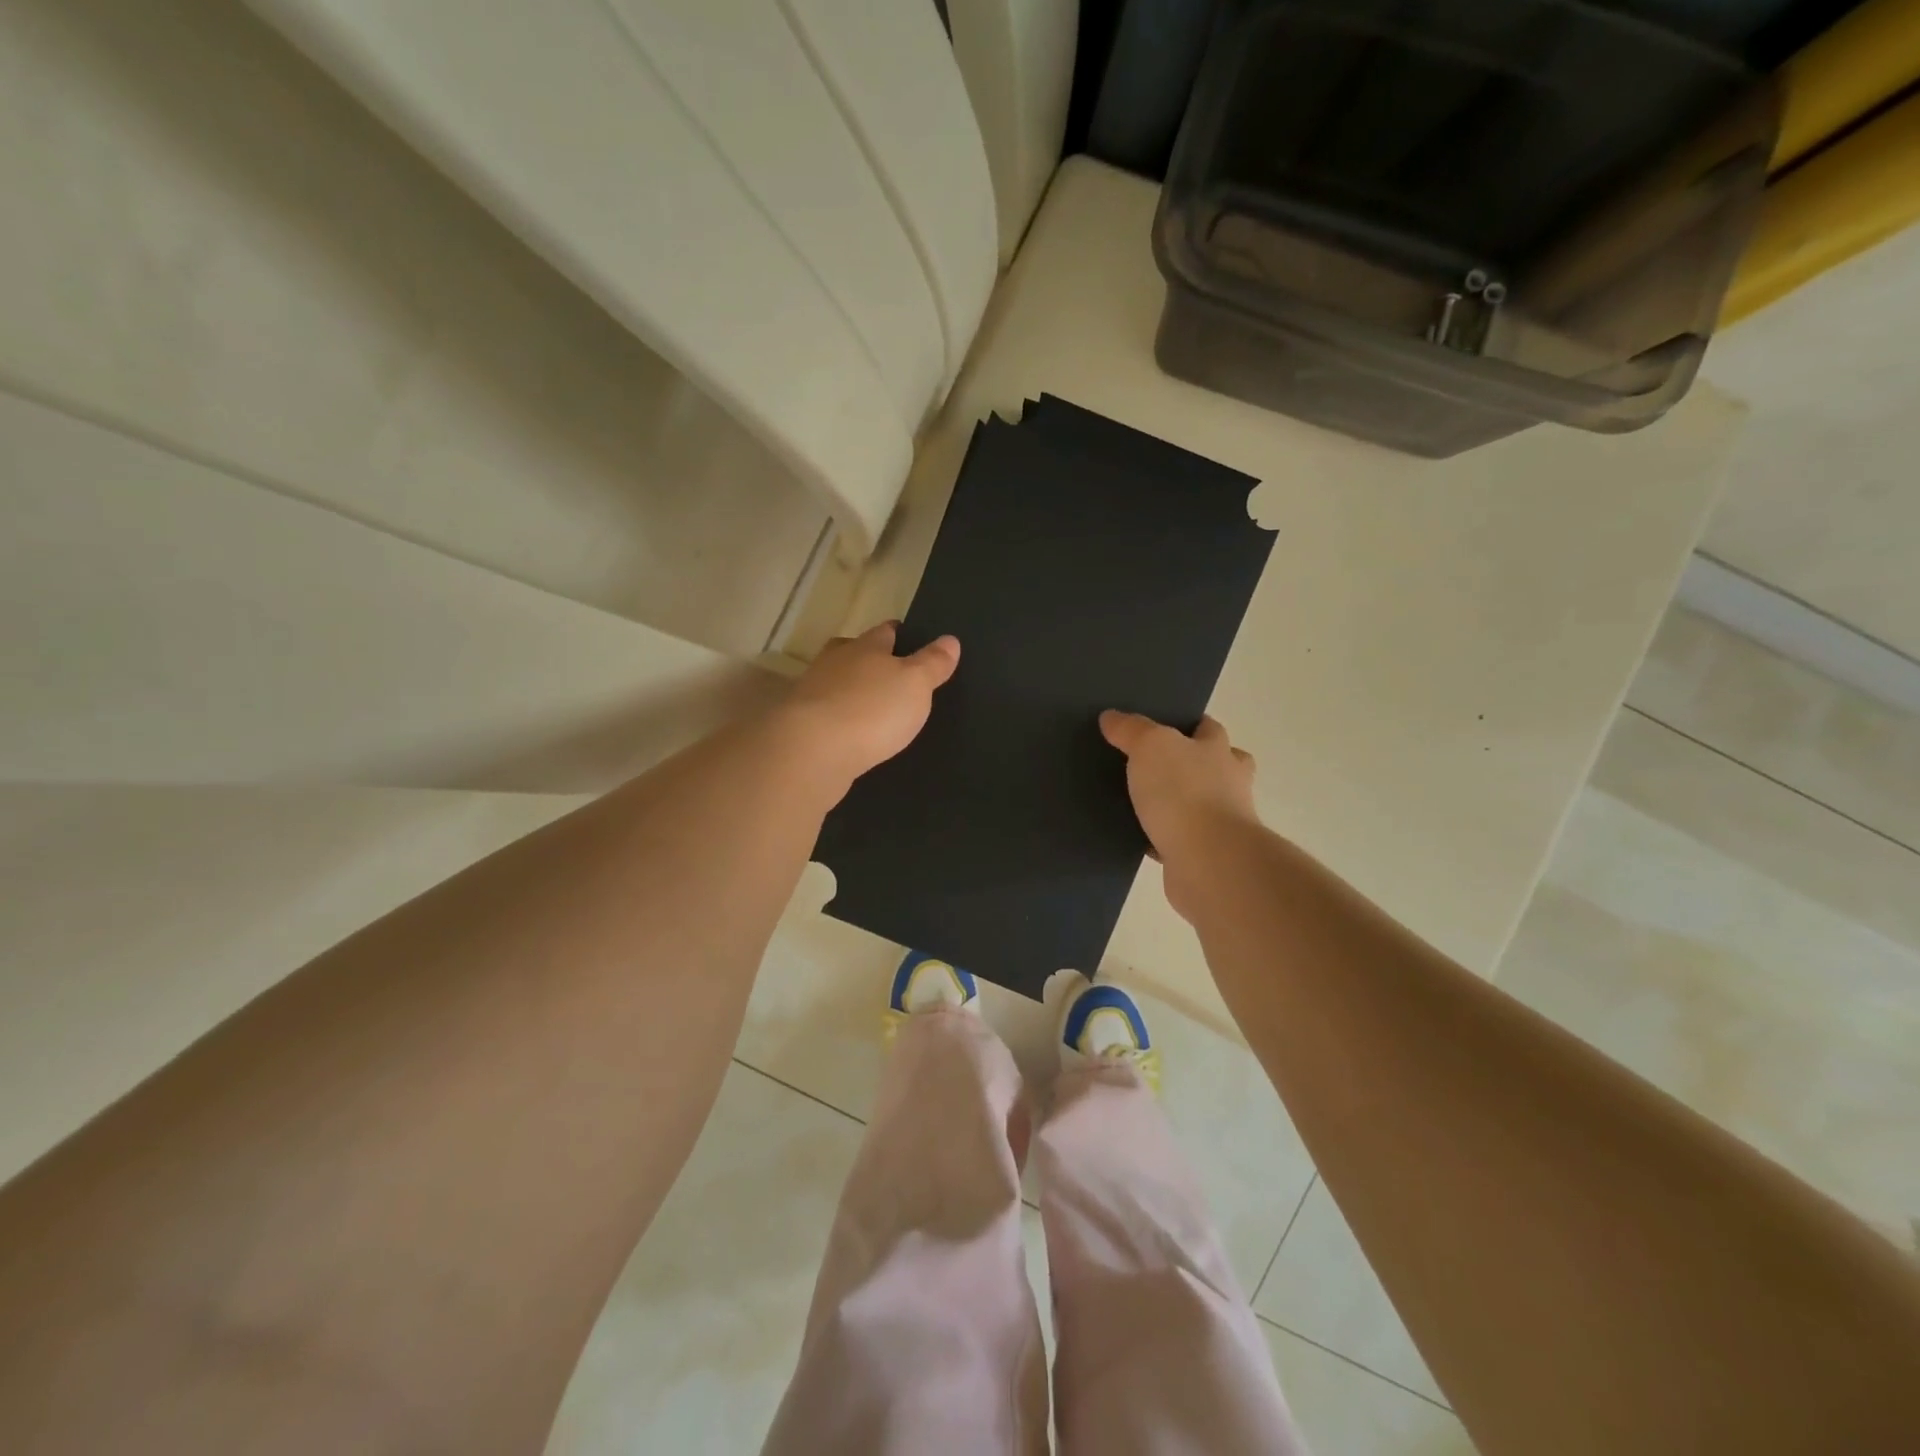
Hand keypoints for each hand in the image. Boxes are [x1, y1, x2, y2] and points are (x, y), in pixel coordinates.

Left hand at [777, 623, 960, 791]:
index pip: (884, 632)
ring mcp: (812, 694)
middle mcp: (834, 663)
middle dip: (868, 659)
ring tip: (871, 707)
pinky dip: (839, 720)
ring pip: (836, 684)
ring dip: (851, 692)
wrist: (812, 751)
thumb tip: (950, 640)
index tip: (908, 637)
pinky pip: (827, 715)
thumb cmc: (871, 709)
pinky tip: (851, 734)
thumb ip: (932, 663)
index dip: (898, 634)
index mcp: (865, 647)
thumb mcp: (915, 684)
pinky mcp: (801, 725)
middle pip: (853, 653)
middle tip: (888, 672)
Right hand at [1100, 711, 1259, 921]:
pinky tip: (1134, 836)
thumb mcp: (1151, 746)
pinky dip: (1159, 838)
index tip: (1163, 725)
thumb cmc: (1185, 792)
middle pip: (1215, 768)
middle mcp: (1226, 785)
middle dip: (1192, 765)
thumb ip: (1131, 729)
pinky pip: (1176, 840)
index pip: (1210, 729)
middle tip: (1154, 764)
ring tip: (1136, 800)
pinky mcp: (1201, 855)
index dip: (1190, 724)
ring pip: (1195, 805)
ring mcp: (1218, 823)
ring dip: (1175, 804)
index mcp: (1218, 752)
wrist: (1208, 861)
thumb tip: (1112, 717)